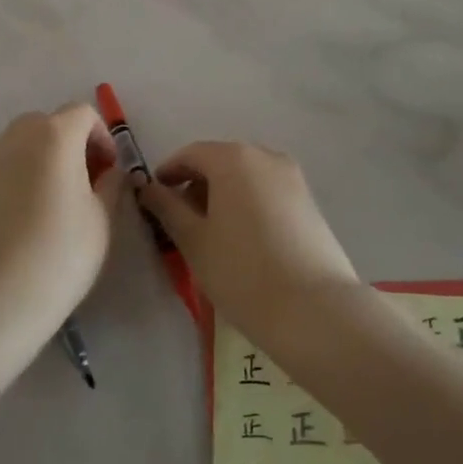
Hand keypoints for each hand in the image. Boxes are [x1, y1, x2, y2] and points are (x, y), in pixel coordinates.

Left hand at [0, 105, 122, 338]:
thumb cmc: (58, 254)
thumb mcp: (102, 220)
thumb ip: (111, 186)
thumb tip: (110, 172)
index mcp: (55, 135)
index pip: (83, 114)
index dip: (102, 137)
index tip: (110, 172)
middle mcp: (18, 137)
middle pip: (50, 123)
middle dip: (73, 144)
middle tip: (88, 183)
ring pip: (25, 143)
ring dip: (47, 159)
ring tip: (60, 202)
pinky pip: (6, 166)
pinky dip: (23, 176)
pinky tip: (31, 217)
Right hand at [136, 142, 360, 348]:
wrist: (314, 309)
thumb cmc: (242, 271)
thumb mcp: (194, 241)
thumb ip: (167, 208)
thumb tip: (148, 188)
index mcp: (233, 158)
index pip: (191, 154)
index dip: (169, 173)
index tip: (154, 198)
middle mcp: (266, 156)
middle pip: (221, 161)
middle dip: (197, 184)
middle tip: (180, 220)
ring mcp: (293, 178)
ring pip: (246, 176)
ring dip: (223, 195)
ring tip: (212, 233)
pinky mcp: (309, 201)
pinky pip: (268, 191)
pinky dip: (248, 204)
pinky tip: (243, 239)